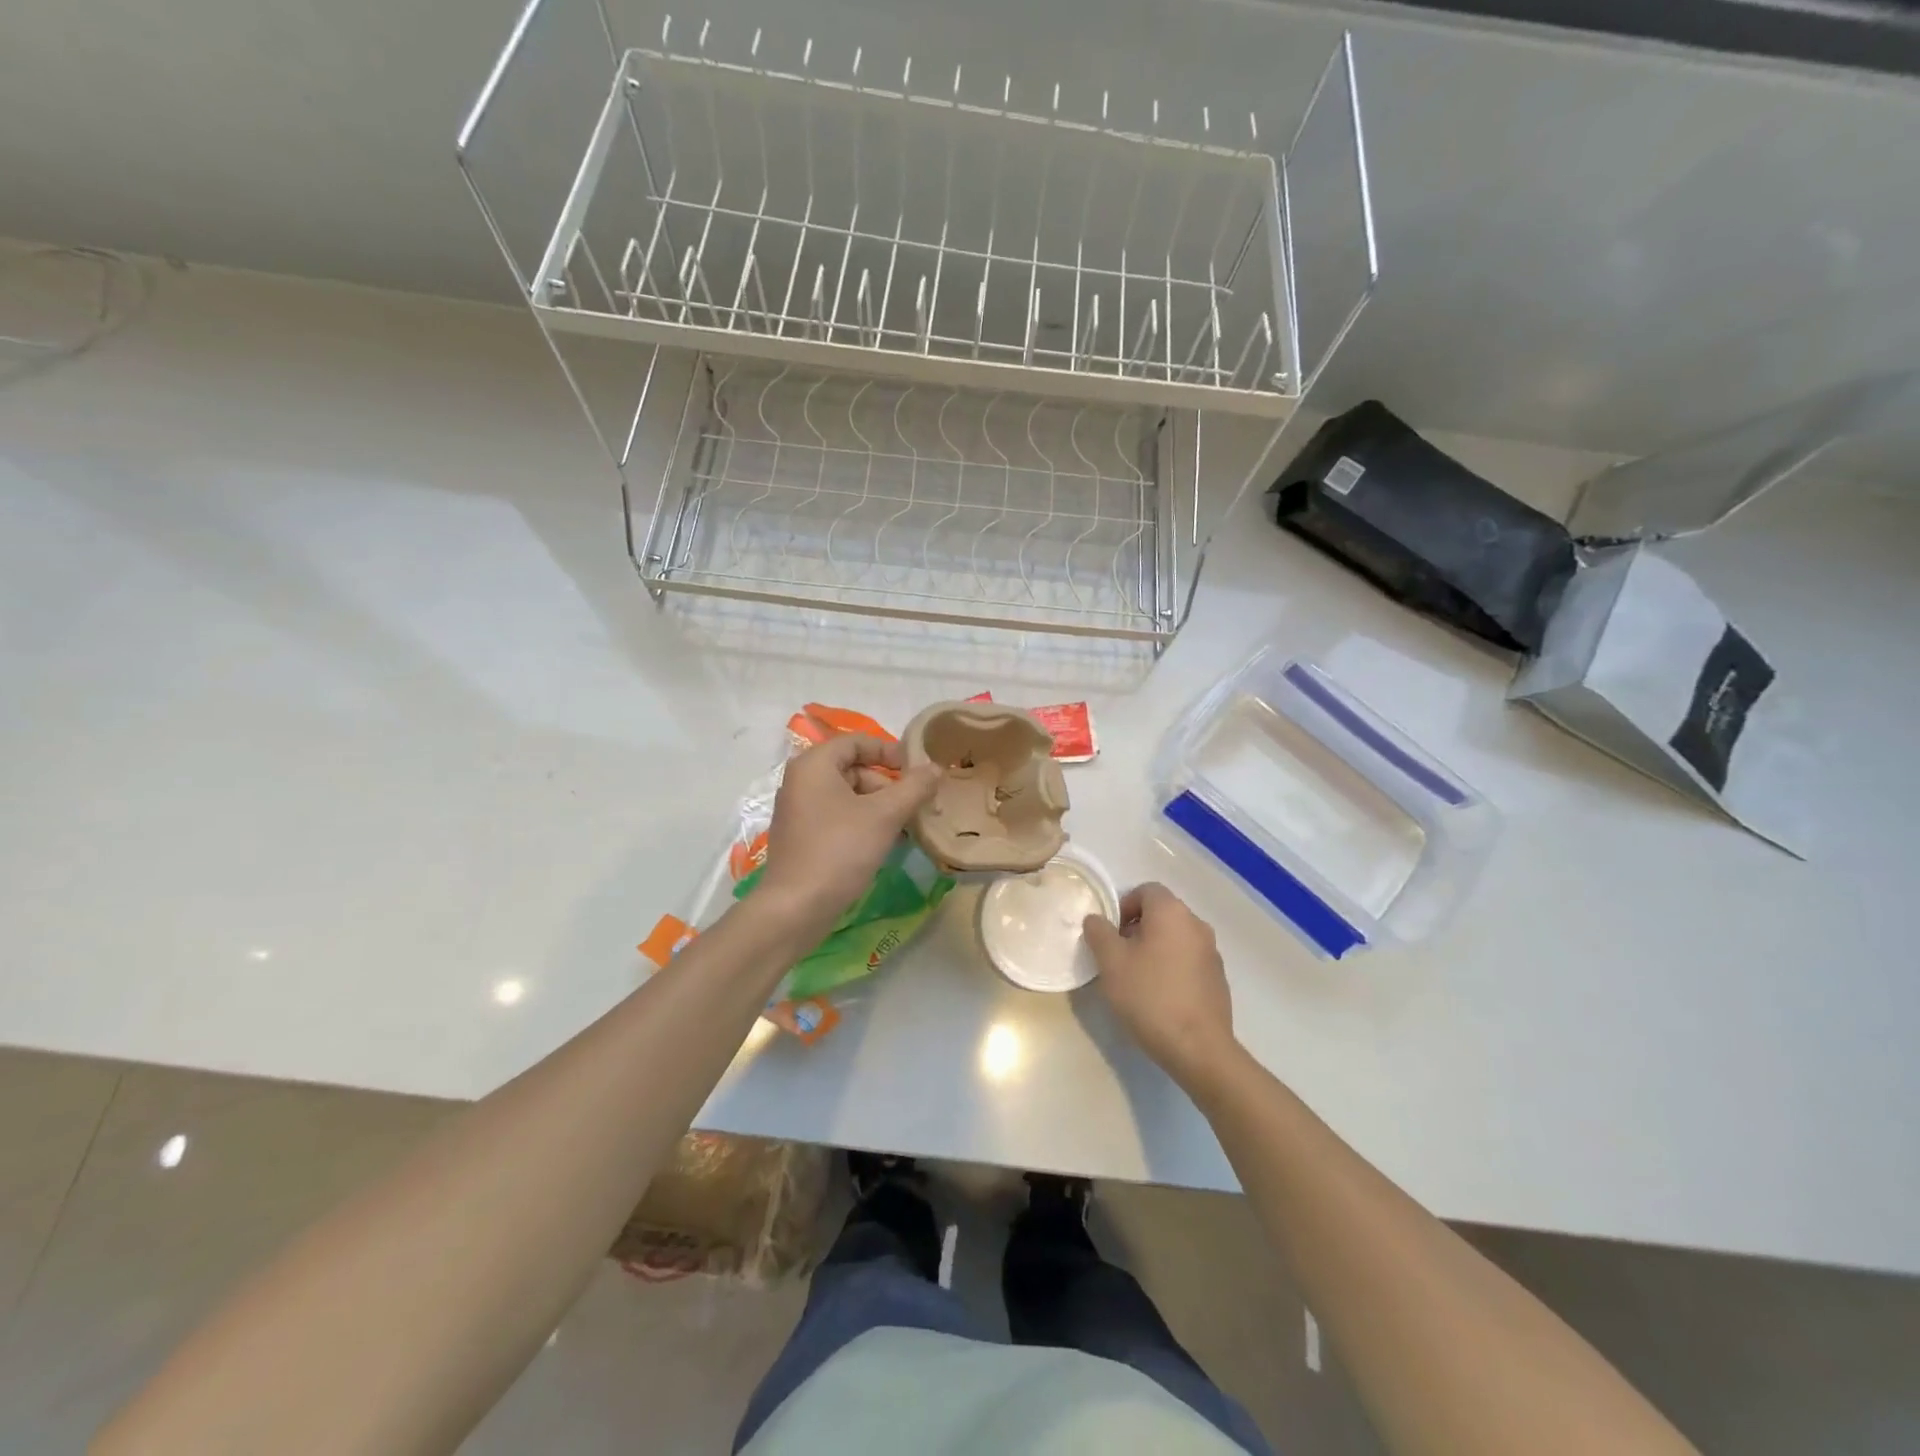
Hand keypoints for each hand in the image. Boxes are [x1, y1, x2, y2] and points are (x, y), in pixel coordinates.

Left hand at [757, 736, 940, 934]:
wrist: (796, 907)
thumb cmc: (840, 850)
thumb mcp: (885, 815)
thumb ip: (914, 787)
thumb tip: (935, 768)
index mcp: (814, 765)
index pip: (857, 742)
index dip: (890, 752)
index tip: (918, 770)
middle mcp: (801, 781)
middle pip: (854, 769)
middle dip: (888, 785)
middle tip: (914, 806)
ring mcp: (798, 810)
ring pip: (848, 796)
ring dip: (879, 807)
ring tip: (905, 828)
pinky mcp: (802, 837)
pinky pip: (838, 817)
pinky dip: (863, 823)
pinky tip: (885, 844)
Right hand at [1083, 883, 1235, 1086]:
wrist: (1199, 1048)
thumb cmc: (1150, 996)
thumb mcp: (1111, 962)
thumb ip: (1099, 933)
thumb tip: (1096, 919)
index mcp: (1172, 912)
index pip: (1145, 890)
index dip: (1123, 906)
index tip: (1109, 934)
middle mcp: (1196, 924)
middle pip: (1161, 913)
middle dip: (1136, 928)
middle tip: (1117, 956)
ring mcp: (1212, 952)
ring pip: (1175, 937)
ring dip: (1154, 948)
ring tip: (1136, 978)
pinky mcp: (1218, 978)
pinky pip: (1188, 960)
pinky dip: (1171, 967)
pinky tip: (1159, 996)